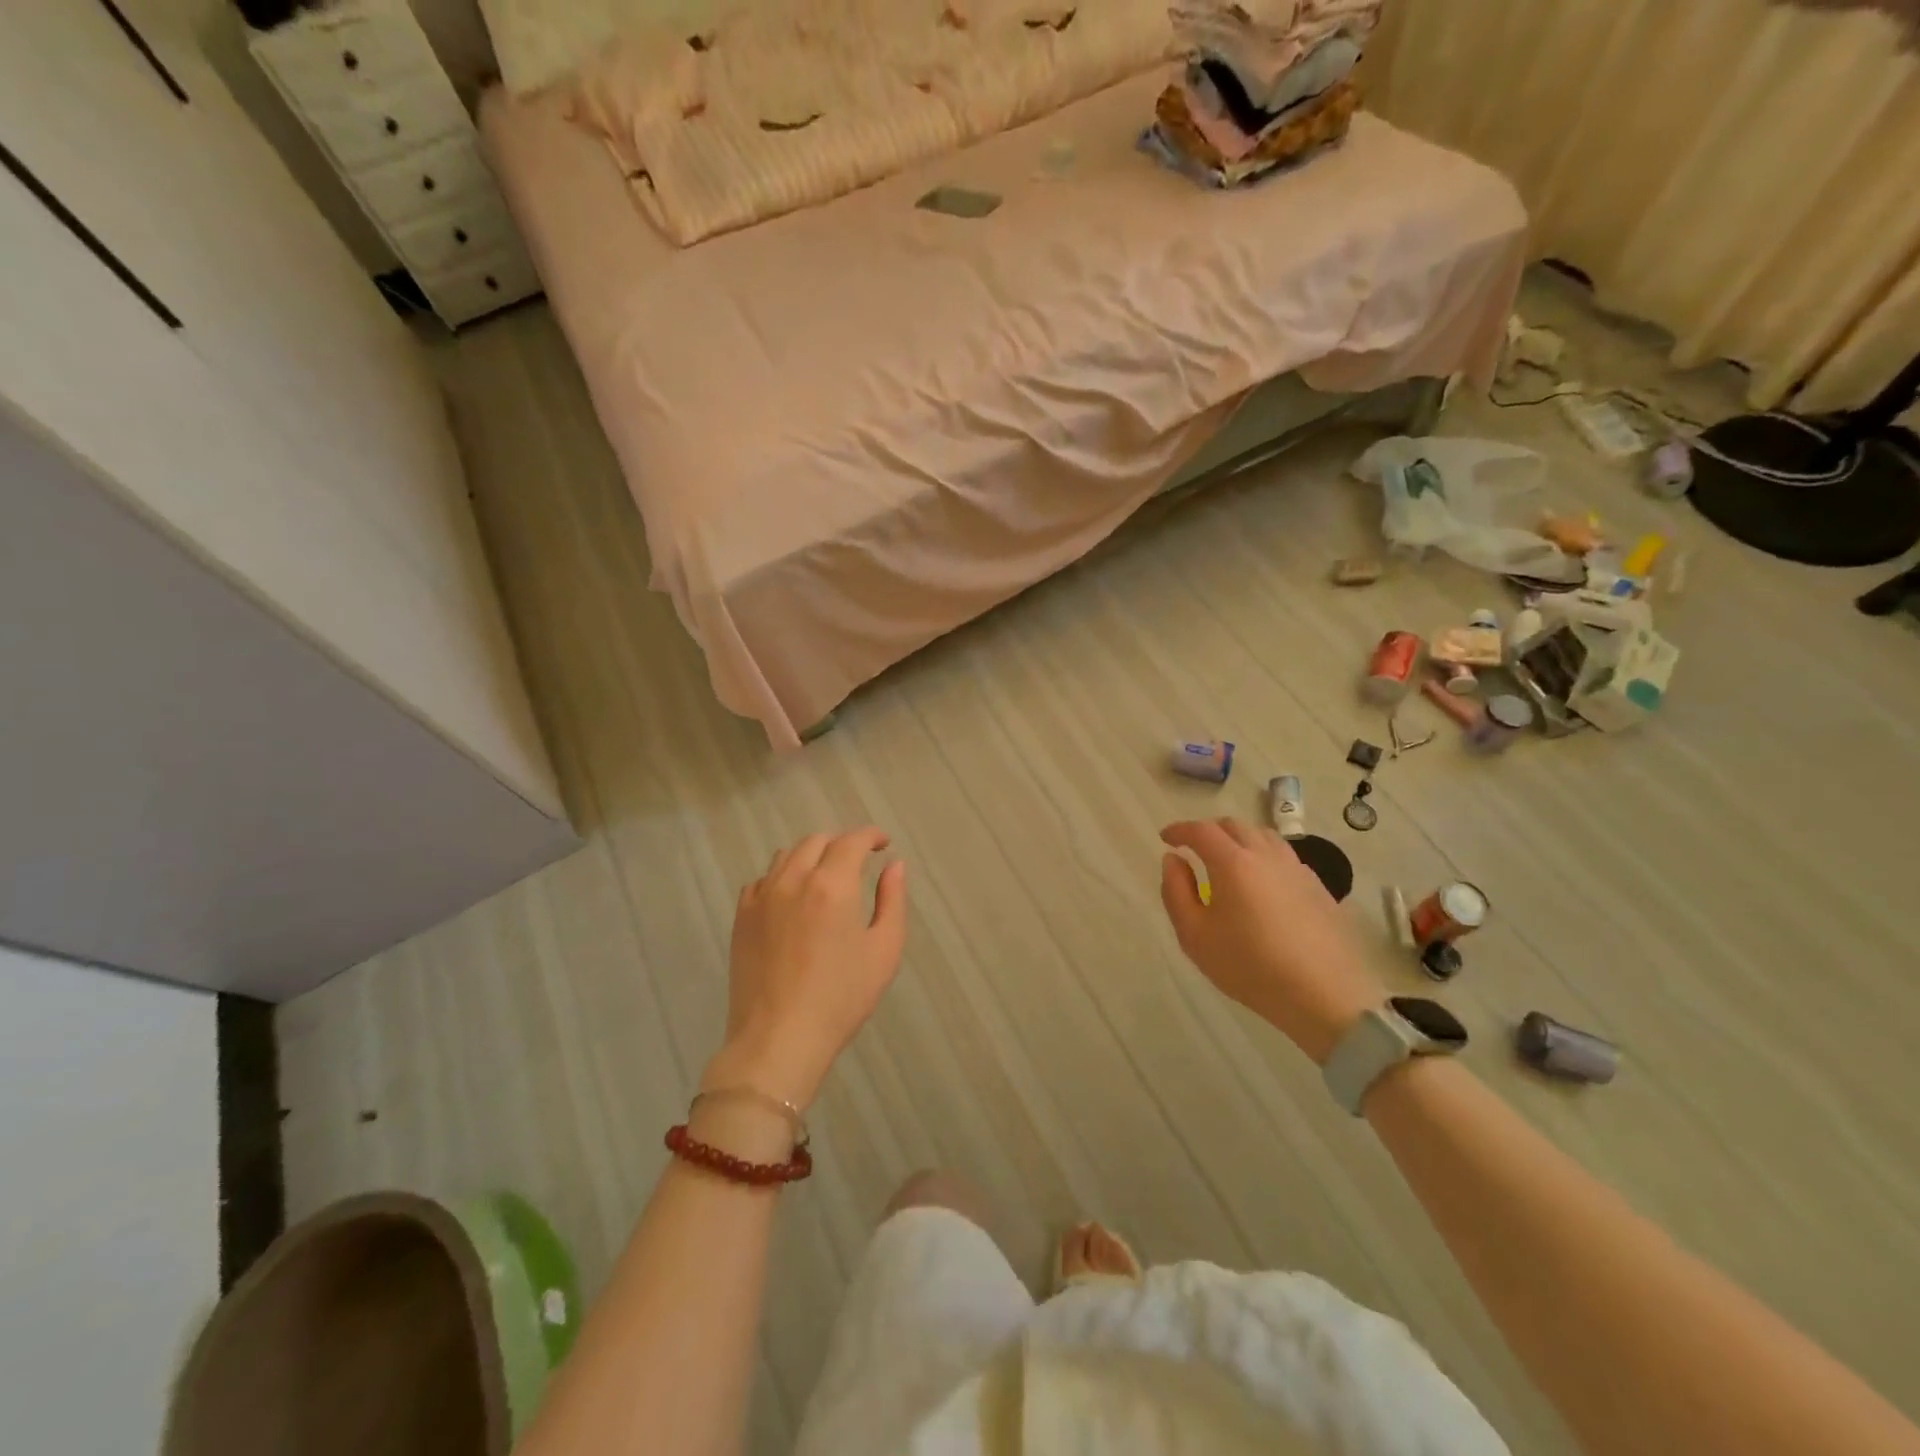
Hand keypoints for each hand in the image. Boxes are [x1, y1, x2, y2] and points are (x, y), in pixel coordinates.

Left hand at [704, 828, 907, 1109]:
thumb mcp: (884, 951)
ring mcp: (762, 896)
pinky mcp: (742, 916)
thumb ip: (892, 900)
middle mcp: (794, 879)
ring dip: (811, 856)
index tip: (884, 844)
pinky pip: (763, 879)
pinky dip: (782, 877)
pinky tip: (792, 899)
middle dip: (841, 843)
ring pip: (787, 855)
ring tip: (825, 877)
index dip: (871, 836)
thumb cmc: (841, 998)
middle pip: (817, 841)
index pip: (852, 841)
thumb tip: (894, 866)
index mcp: (832, 885)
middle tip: (858, 862)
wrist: (779, 1038)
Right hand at [1160, 819, 1381, 1064]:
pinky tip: (1261, 882)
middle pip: (1234, 826)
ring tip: (1227, 860)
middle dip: (1209, 831)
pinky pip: (1284, 856)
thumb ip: (1176, 891)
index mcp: (1232, 863)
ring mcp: (1296, 868)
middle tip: (1194, 848)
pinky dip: (1263, 856)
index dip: (1179, 830)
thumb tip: (1172, 860)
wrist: (1323, 994)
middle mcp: (1265, 855)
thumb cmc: (1249, 966)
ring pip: (1263, 836)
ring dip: (1238, 839)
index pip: (1201, 830)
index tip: (1166, 838)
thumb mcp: (1195, 935)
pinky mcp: (1317, 886)